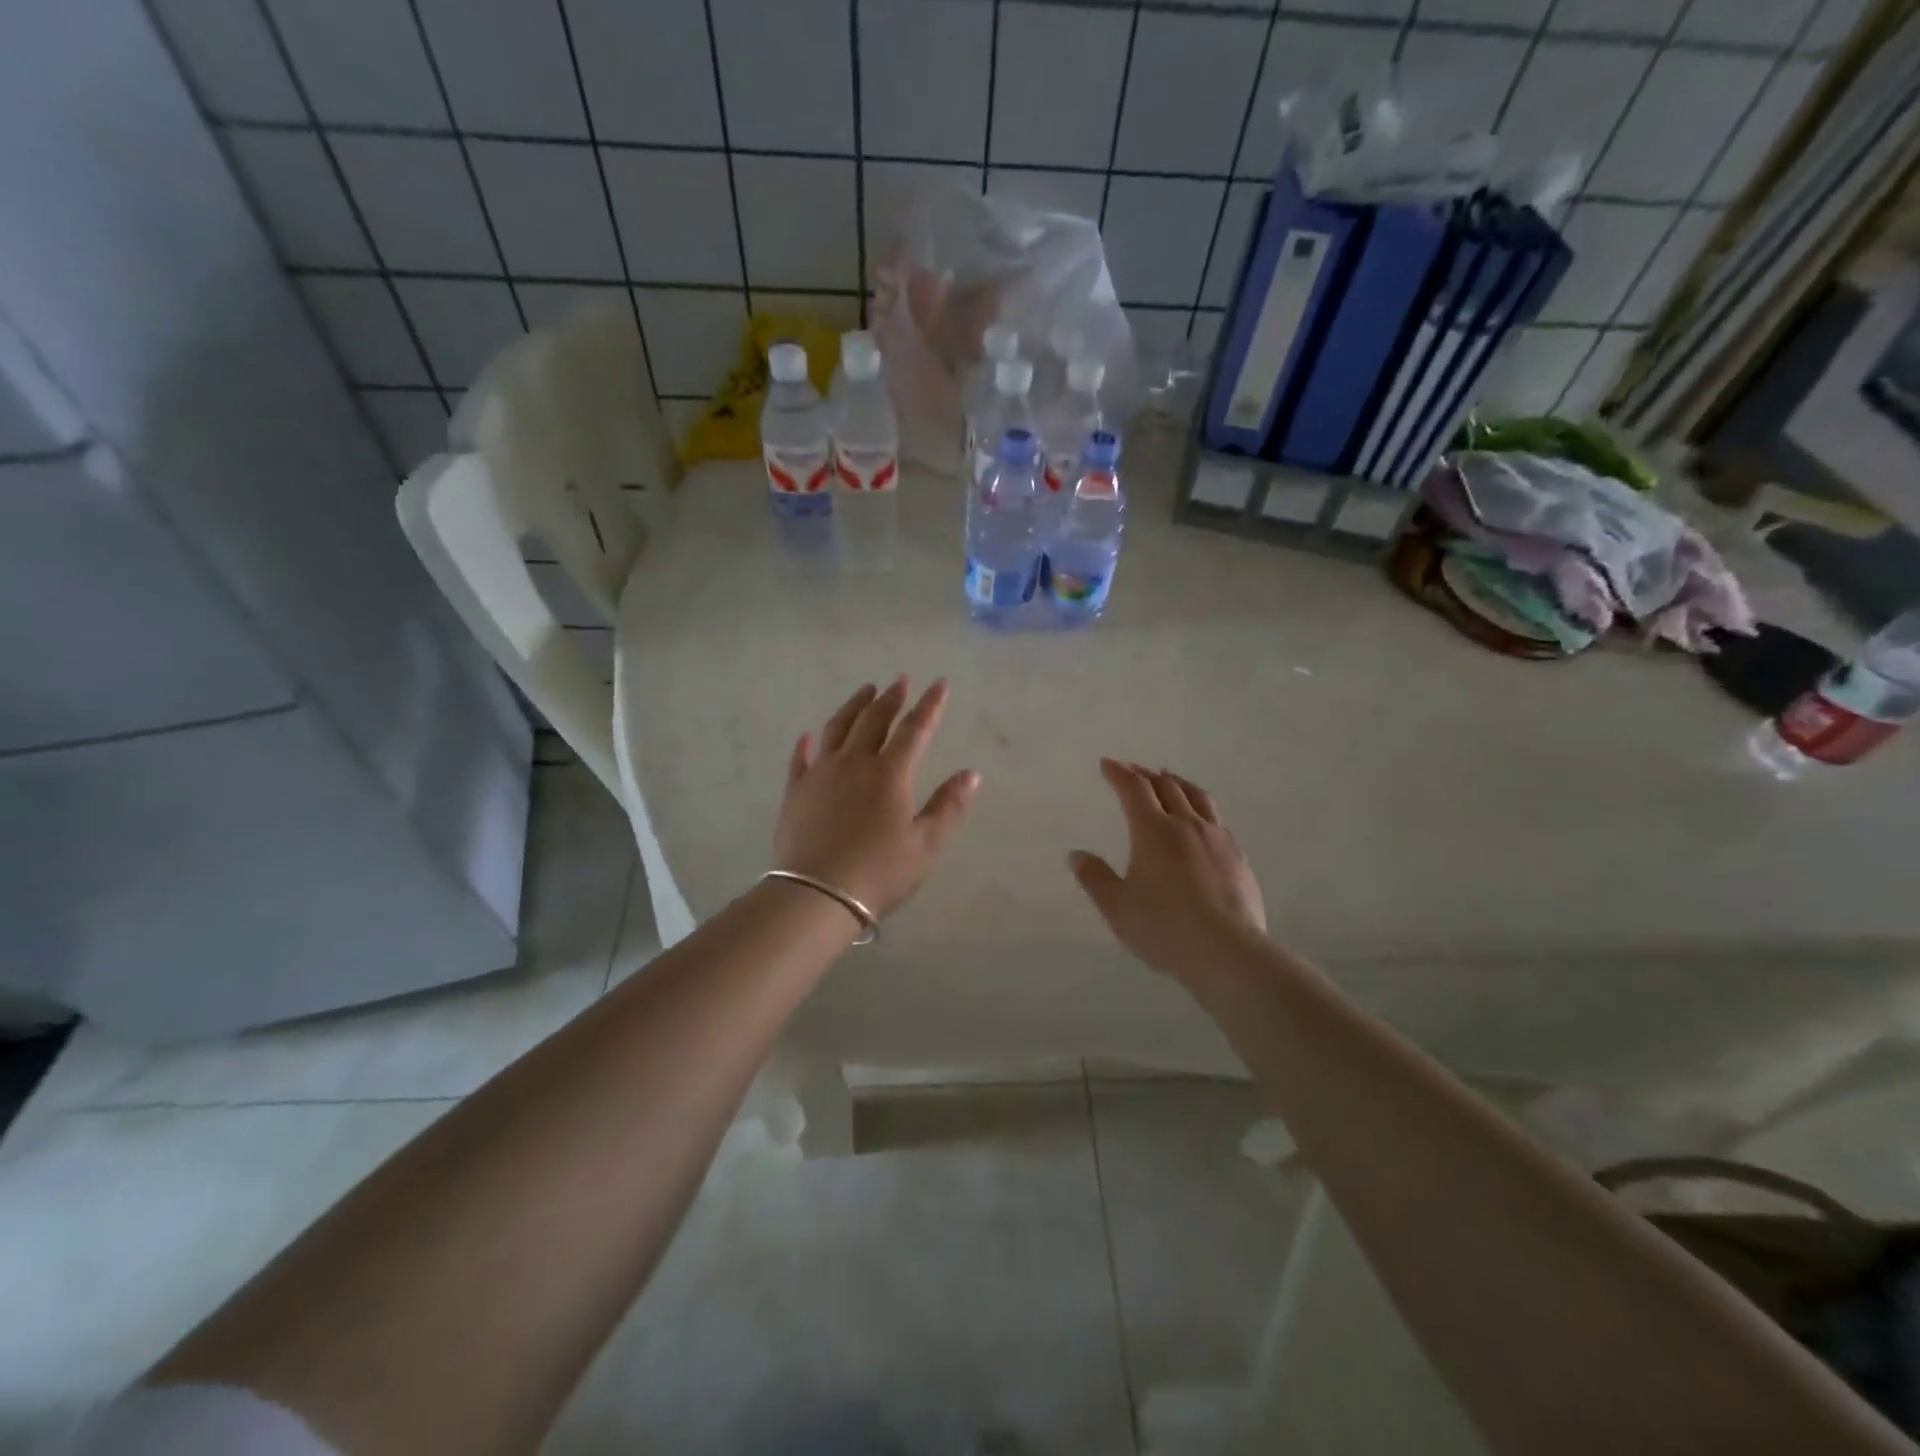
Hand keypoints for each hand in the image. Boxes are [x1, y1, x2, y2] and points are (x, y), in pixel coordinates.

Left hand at [774, 677, 979, 920]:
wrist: (816, 895)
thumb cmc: (879, 872)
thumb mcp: (926, 845)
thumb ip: (948, 806)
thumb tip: (970, 774)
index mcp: (890, 774)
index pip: (915, 729)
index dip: (929, 705)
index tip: (938, 683)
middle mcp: (854, 763)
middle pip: (874, 720)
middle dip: (891, 698)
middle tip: (900, 681)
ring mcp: (821, 773)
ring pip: (838, 728)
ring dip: (854, 706)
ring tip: (865, 691)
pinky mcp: (796, 790)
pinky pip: (801, 758)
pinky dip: (808, 742)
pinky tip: (810, 735)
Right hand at [1069, 760, 1266, 983]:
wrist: (1228, 952)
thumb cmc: (1165, 928)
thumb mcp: (1117, 907)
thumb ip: (1095, 878)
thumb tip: (1076, 855)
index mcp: (1153, 831)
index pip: (1134, 789)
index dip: (1119, 773)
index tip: (1107, 764)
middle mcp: (1186, 824)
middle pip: (1166, 786)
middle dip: (1145, 774)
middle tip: (1133, 771)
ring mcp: (1216, 838)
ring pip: (1197, 796)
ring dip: (1177, 782)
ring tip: (1168, 779)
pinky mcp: (1237, 855)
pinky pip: (1216, 818)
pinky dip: (1199, 806)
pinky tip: (1200, 819)